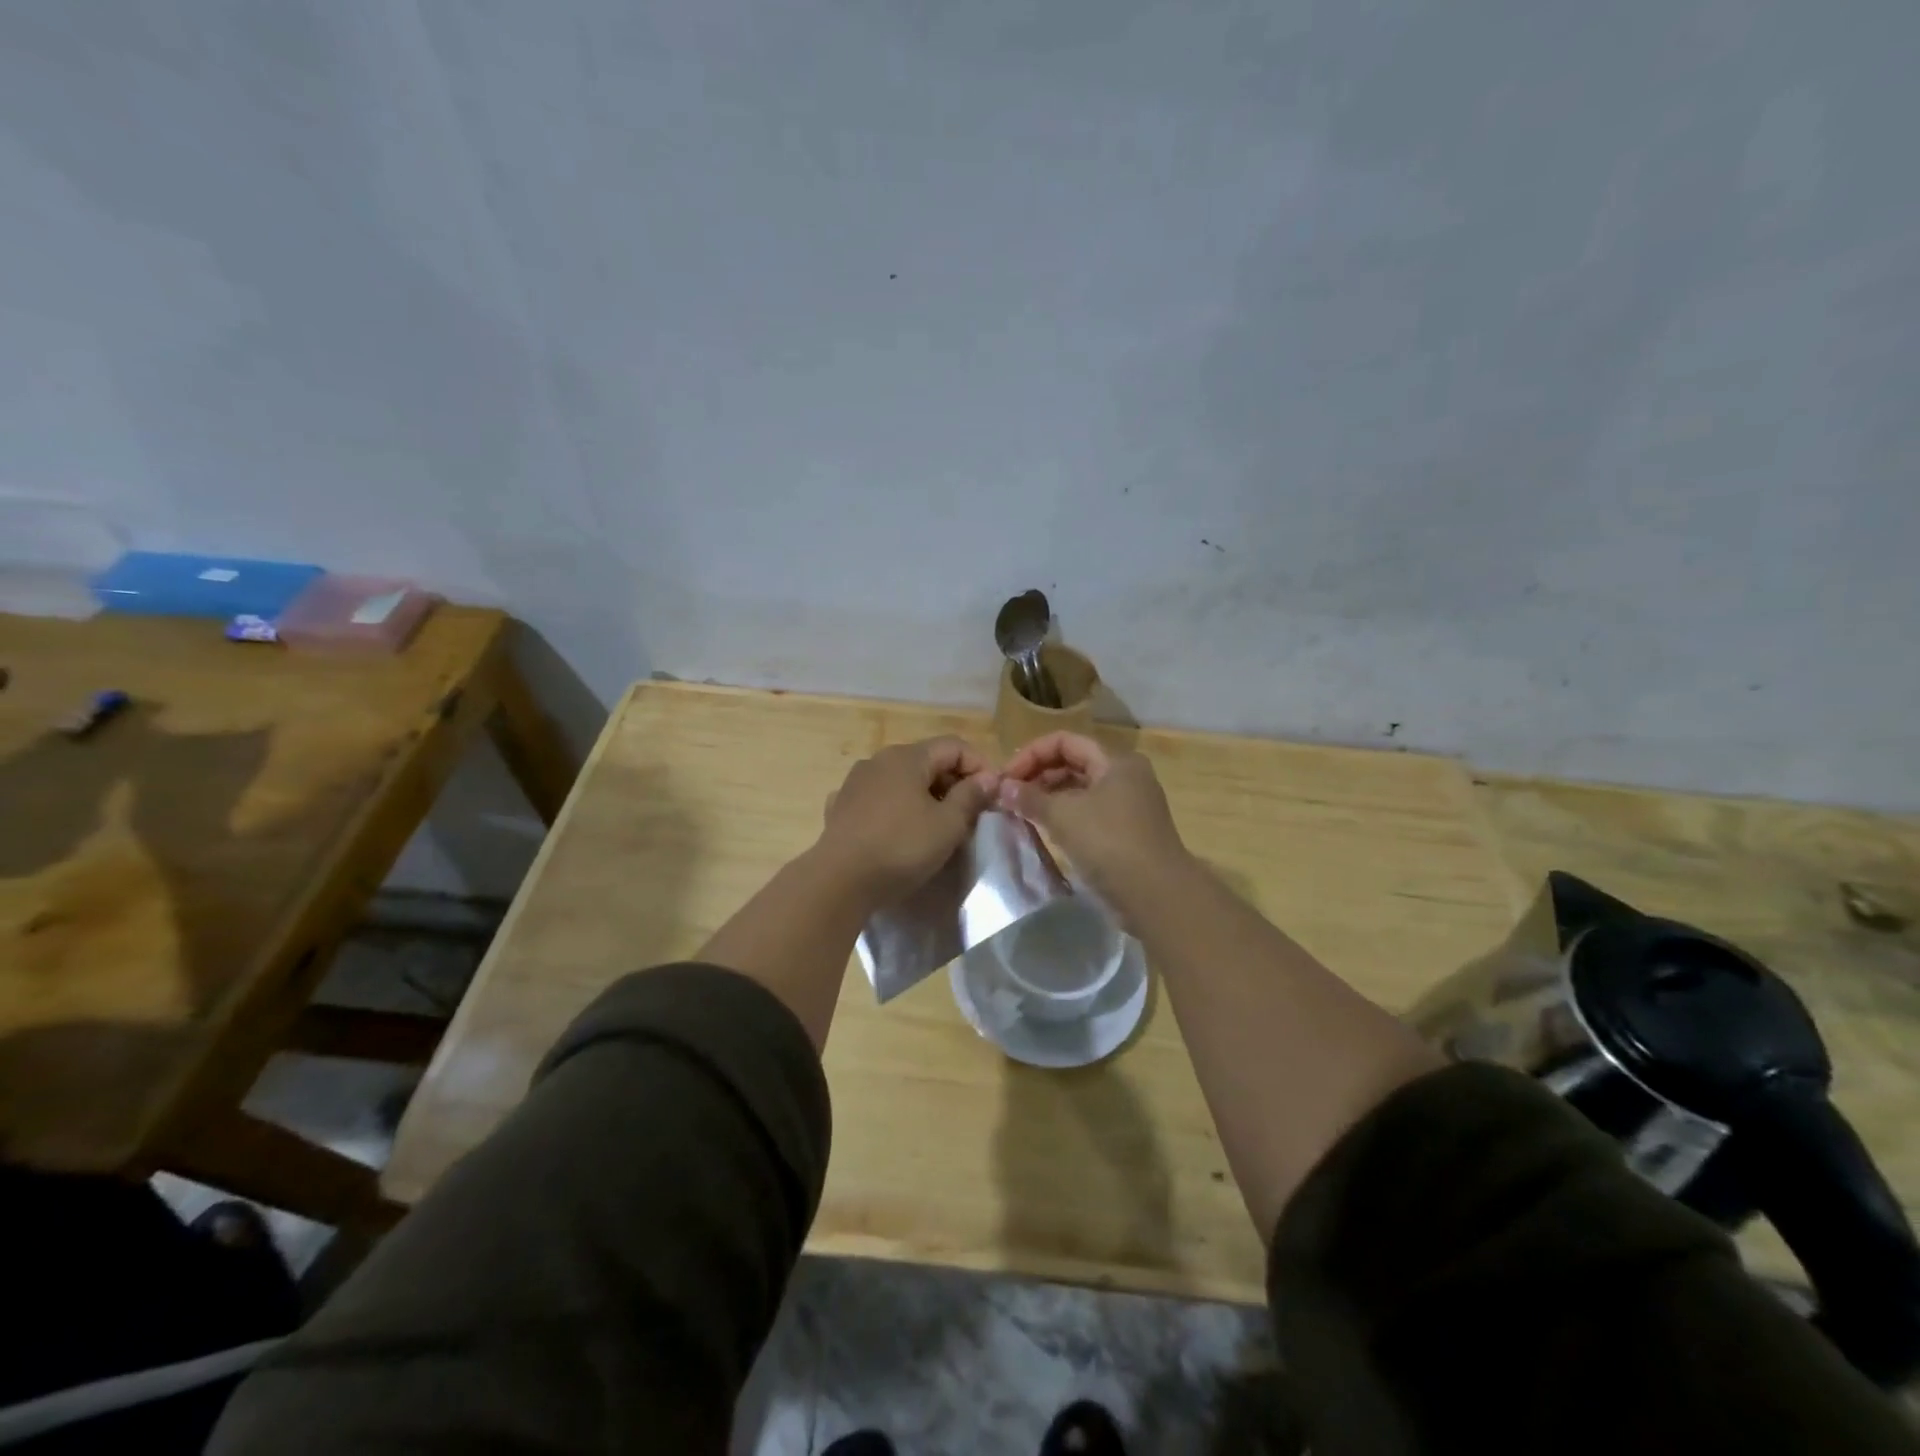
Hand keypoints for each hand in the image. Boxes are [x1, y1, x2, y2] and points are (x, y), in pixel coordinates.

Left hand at [818, 737, 997, 904]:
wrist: (839, 880)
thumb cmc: (901, 847)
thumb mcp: (948, 825)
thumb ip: (971, 796)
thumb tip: (988, 777)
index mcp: (908, 757)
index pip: (955, 746)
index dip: (980, 766)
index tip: (993, 796)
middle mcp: (879, 760)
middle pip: (927, 761)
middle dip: (953, 782)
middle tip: (970, 814)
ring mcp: (855, 782)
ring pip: (901, 780)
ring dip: (924, 796)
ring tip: (936, 825)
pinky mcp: (840, 807)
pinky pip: (878, 799)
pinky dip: (895, 808)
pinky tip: (898, 829)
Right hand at [997, 732, 1187, 902]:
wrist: (1156, 896)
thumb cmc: (1109, 844)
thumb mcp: (1063, 816)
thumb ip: (1030, 798)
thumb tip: (1003, 787)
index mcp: (1115, 761)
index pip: (1065, 741)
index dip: (1031, 754)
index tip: (1006, 779)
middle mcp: (1126, 776)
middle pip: (1073, 762)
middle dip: (1038, 775)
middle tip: (1009, 797)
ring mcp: (1129, 804)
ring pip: (1080, 789)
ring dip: (1049, 797)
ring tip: (1022, 813)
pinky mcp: (1127, 831)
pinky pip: (1089, 812)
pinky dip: (1065, 816)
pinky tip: (1045, 830)